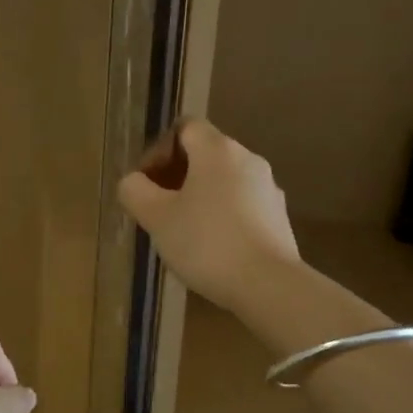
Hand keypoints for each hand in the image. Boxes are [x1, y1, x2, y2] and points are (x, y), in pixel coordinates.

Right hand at [117, 118, 301, 311]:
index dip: (159, 149)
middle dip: (176, 175)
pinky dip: (222, 215)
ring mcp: (268, 188)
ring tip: (181, 231)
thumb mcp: (157, 218)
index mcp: (218, 150)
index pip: (185, 127)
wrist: (268, 285)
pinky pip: (242, 204)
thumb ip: (135, 191)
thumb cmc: (206, 243)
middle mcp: (248, 159)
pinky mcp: (279, 217)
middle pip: (205, 153)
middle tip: (157, 208)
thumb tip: (133, 182)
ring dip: (199, 197)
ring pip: (224, 181)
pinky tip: (211, 247)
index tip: (146, 183)